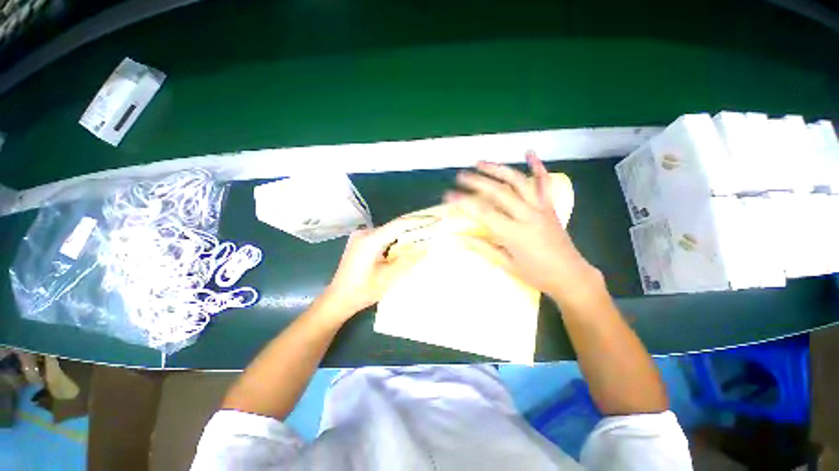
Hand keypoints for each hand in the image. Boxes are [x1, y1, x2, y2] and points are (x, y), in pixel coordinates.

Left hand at [319, 217, 430, 319]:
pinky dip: (395, 239)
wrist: (337, 299)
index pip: (399, 224)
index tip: (435, 219)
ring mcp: (360, 236)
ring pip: (389, 231)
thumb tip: (426, 246)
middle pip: (394, 226)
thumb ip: (409, 260)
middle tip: (432, 228)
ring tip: (423, 236)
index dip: (419, 220)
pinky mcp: (360, 242)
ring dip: (405, 233)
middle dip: (414, 227)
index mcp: (371, 240)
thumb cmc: (362, 291)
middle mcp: (365, 233)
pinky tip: (405, 244)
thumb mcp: (389, 278)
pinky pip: (383, 236)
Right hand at [445, 152, 602, 303]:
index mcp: (514, 233)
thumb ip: (483, 248)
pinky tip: (529, 152)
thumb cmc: (537, 274)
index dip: (464, 202)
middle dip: (477, 182)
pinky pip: (544, 183)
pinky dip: (537, 166)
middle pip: (499, 192)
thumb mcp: (507, 264)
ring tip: (481, 163)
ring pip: (518, 182)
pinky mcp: (549, 206)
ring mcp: (540, 208)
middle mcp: (527, 215)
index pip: (484, 213)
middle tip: (460, 176)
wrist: (570, 275)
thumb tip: (460, 238)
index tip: (449, 196)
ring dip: (498, 169)